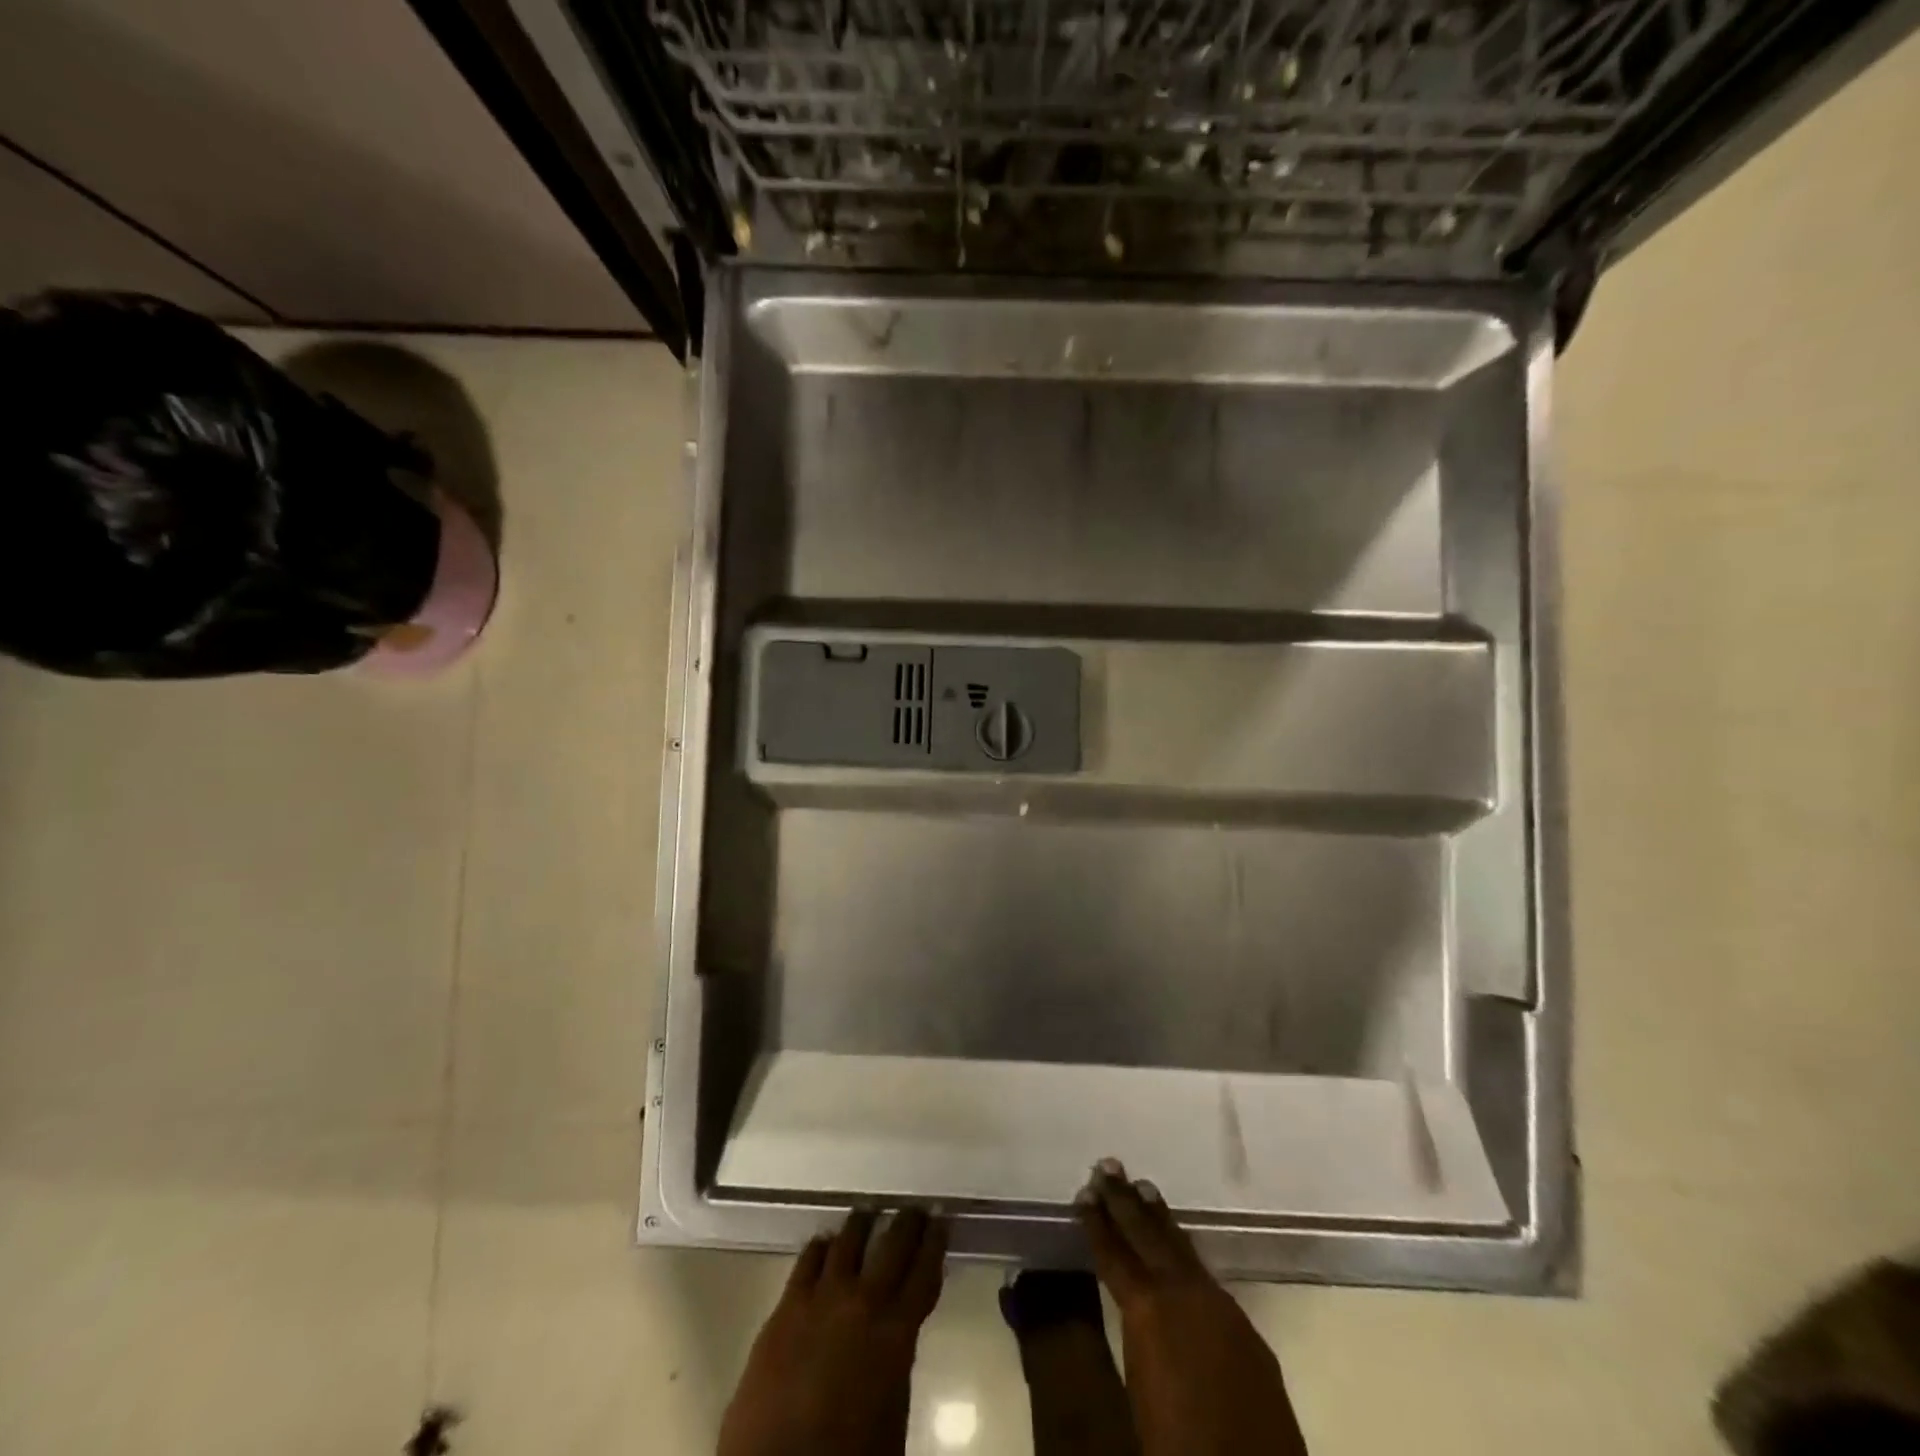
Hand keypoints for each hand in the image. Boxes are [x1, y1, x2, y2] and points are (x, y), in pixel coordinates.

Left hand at [718, 1207, 948, 1455]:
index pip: (924, 1272)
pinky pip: (808, 1260)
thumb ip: (896, 1360)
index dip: (935, 1242)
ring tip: (869, 1213)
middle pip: (891, 1245)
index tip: (941, 1219)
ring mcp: (821, 1298)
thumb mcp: (892, 1413)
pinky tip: (825, 1242)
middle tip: (914, 1208)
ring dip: (862, 1224)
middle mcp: (862, 1302)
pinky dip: (822, 1246)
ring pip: (848, 1241)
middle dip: (907, 1223)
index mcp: (896, 1332)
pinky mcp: (785, 1307)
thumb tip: (896, 1333)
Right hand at [1077, 1160, 1308, 1455]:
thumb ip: (1110, 1344)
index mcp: (1149, 1312)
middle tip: (1108, 1165)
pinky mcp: (1248, 1332)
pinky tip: (1179, 1249)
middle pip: (1149, 1236)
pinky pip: (1205, 1275)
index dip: (1097, 1223)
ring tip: (1142, 1188)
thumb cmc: (1178, 1447)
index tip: (1084, 1192)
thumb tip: (1084, 1309)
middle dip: (1125, 1201)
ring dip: (1159, 1218)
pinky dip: (1184, 1251)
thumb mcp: (1130, 1401)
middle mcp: (1185, 1297)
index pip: (1115, 1255)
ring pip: (1182, 1249)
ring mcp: (1222, 1310)